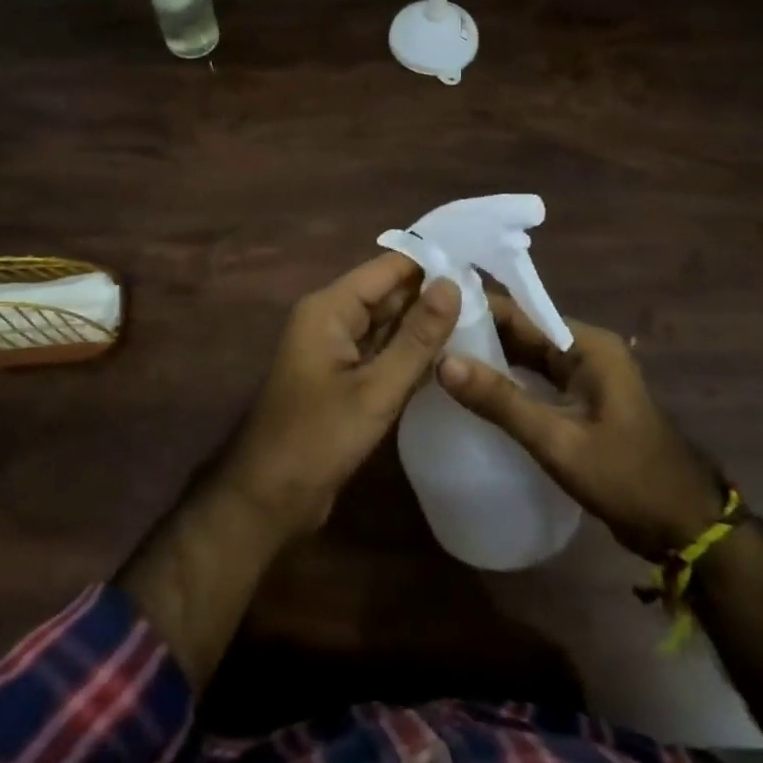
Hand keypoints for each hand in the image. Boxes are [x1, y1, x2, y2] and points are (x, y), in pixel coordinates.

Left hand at [218, 253, 460, 538]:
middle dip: (434, 295)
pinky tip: (452, 356)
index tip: (481, 268)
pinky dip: (411, 353)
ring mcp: (336, 349)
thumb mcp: (376, 389)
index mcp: (329, 308)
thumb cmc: (318, 439)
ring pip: (388, 324)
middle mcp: (331, 318)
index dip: (432, 264)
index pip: (388, 268)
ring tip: (484, 321)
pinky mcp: (344, 378)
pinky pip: (382, 352)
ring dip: (426, 326)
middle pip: (389, 294)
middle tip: (493, 300)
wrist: (269, 498)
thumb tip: (453, 284)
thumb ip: (417, 338)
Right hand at [437, 296, 725, 561]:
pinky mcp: (582, 401)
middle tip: (422, 337)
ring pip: (526, 356)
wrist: (685, 528)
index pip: (518, 313)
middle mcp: (585, 349)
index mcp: (585, 344)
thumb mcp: (558, 440)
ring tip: (434, 358)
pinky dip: (507, 381)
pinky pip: (536, 379)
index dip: (473, 310)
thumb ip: (501, 401)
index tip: (428, 311)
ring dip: (488, 358)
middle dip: (475, 333)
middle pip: (521, 331)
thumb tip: (442, 361)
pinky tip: (472, 391)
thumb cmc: (626, 478)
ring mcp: (585, 376)